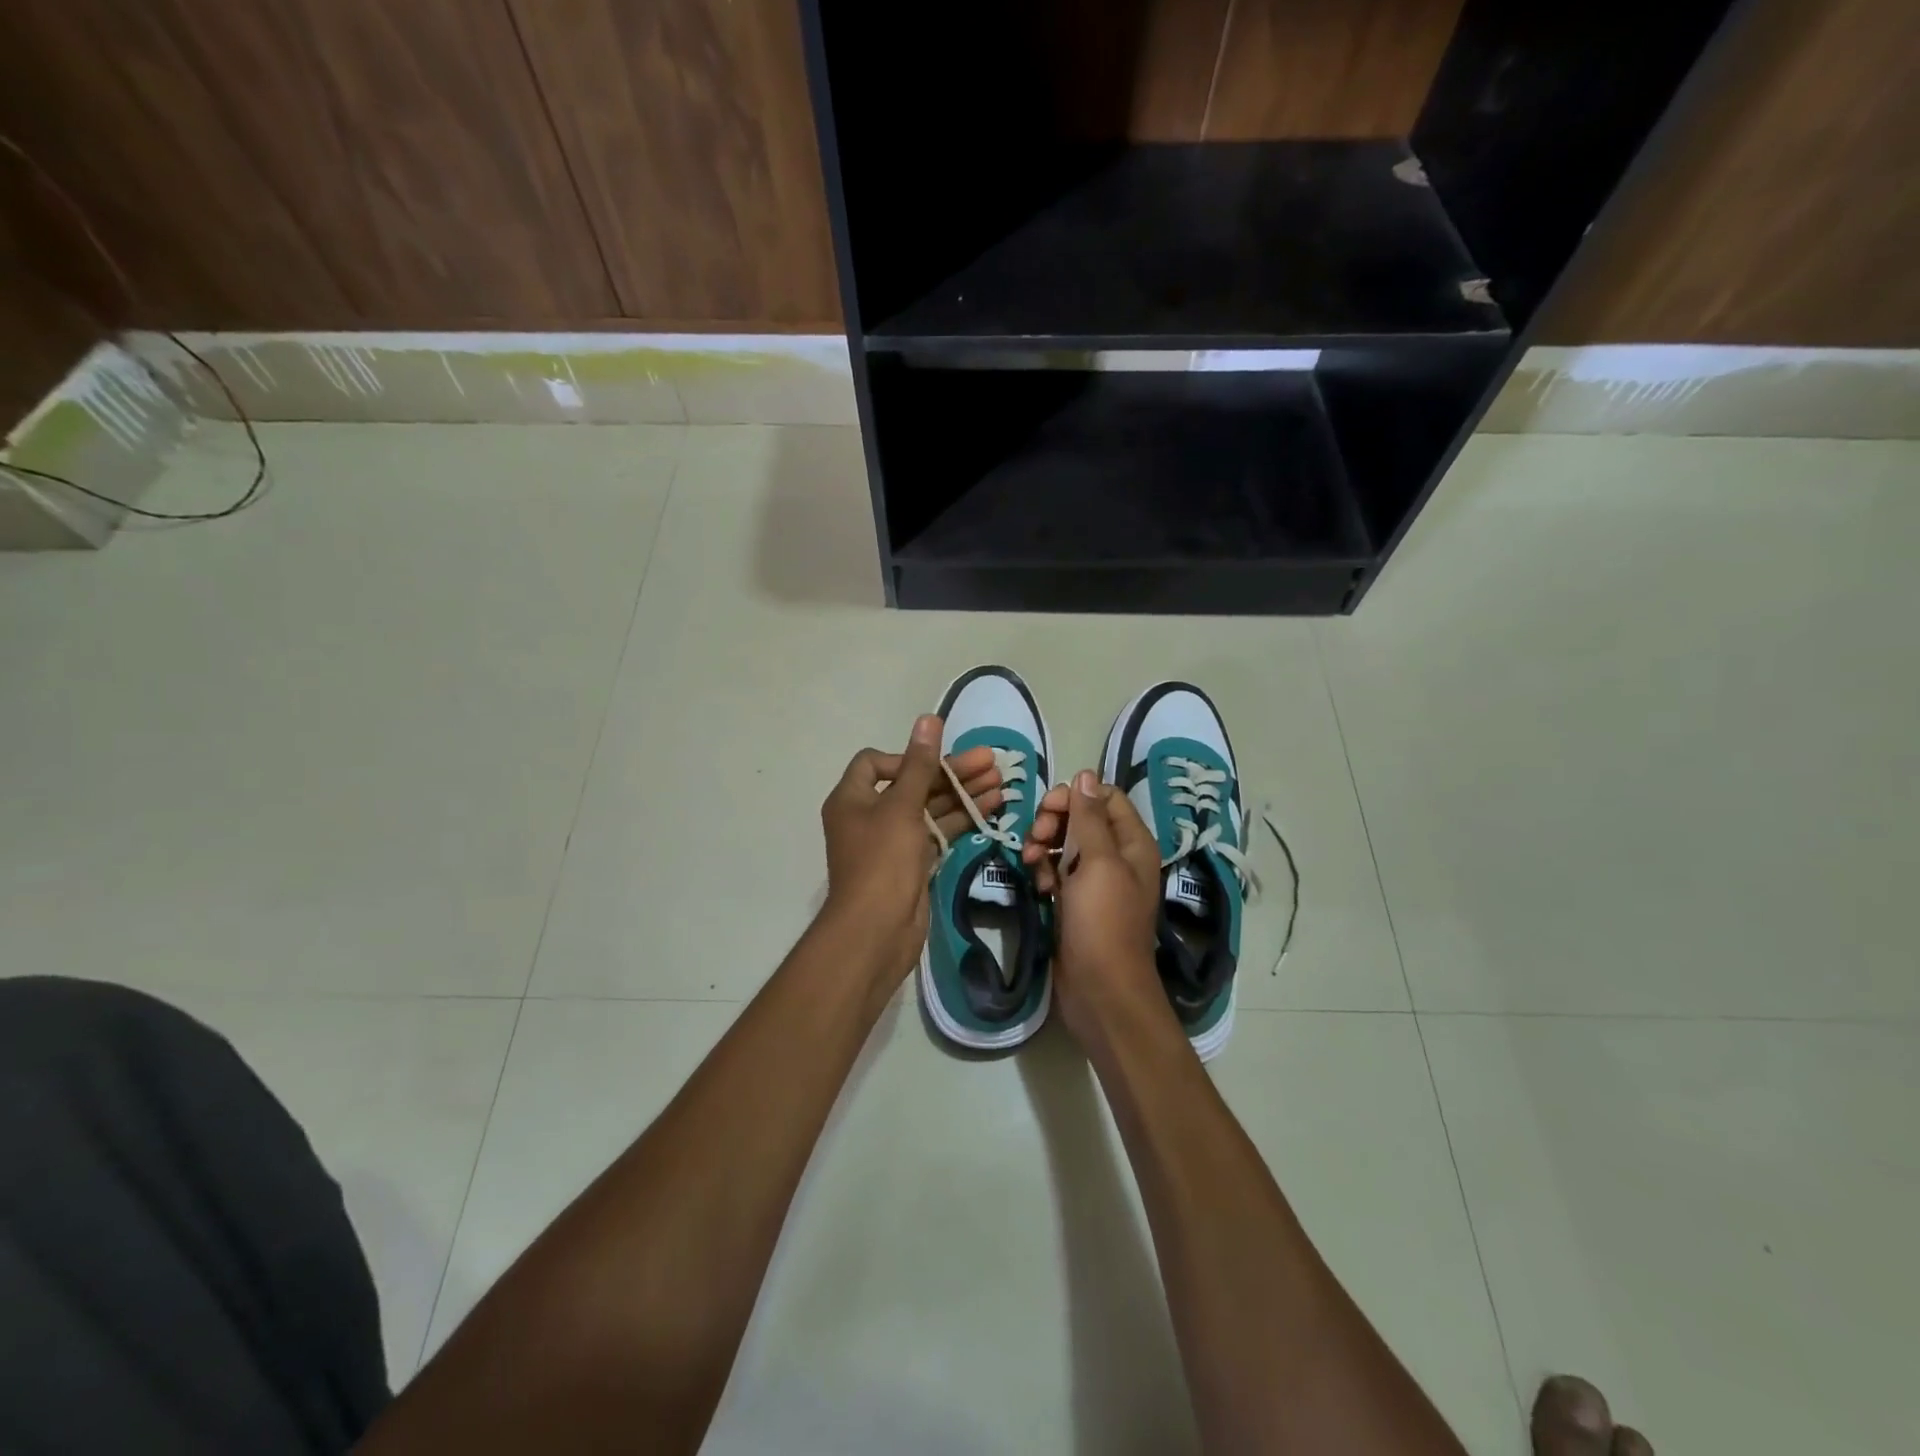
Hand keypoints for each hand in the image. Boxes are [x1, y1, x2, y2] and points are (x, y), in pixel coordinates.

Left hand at [820, 715, 1003, 981]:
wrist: (877, 930)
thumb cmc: (882, 861)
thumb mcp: (901, 806)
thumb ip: (920, 764)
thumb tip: (928, 718)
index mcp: (852, 799)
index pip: (876, 763)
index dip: (907, 757)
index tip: (934, 763)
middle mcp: (869, 816)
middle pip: (913, 783)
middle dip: (951, 773)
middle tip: (993, 762)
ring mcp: (892, 842)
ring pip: (930, 808)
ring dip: (963, 794)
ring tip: (1003, 782)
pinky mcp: (913, 863)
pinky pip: (938, 832)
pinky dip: (962, 819)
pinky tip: (992, 807)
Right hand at [1023, 769, 1166, 1043]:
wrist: (1100, 989)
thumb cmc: (1103, 922)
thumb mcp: (1098, 863)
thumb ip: (1090, 818)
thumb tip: (1085, 775)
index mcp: (1132, 842)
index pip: (1104, 797)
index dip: (1075, 797)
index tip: (1049, 811)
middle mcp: (1117, 856)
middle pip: (1081, 817)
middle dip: (1054, 821)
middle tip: (1035, 838)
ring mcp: (1095, 880)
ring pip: (1065, 843)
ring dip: (1044, 846)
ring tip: (1030, 862)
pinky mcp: (1076, 901)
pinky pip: (1057, 871)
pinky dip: (1044, 871)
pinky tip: (1038, 886)